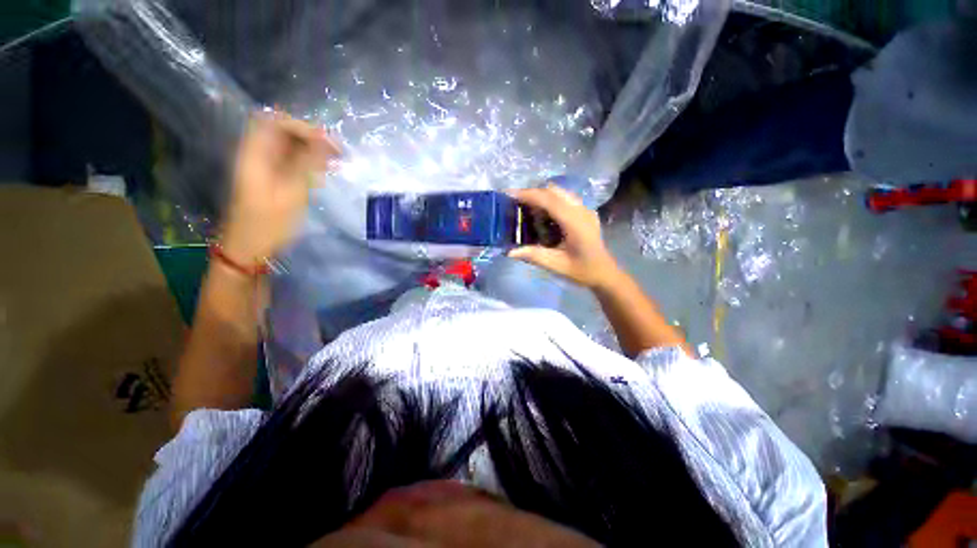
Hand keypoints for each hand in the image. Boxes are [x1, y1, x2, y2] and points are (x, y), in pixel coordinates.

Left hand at [221, 114, 339, 264]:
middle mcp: (257, 154)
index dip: (302, 126)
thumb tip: (325, 141)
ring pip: (289, 146)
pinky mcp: (272, 178)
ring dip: (312, 150)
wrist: (250, 248)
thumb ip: (306, 164)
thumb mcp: (291, 193)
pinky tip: (324, 172)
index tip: (328, 141)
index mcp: (255, 153)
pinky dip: (309, 162)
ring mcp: (264, 166)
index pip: (276, 121)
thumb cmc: (269, 223)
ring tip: (335, 162)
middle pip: (283, 131)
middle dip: (311, 137)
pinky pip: (291, 161)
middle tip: (337, 152)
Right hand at [508, 185, 620, 289]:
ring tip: (527, 210)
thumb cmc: (582, 271)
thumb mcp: (556, 266)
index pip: (549, 200)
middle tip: (515, 204)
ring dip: (541, 197)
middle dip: (533, 194)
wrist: (605, 273)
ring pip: (559, 193)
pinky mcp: (585, 212)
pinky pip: (564, 199)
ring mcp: (585, 209)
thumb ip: (533, 256)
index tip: (510, 194)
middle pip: (554, 191)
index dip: (529, 195)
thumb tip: (509, 251)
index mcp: (575, 222)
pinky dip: (550, 202)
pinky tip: (543, 216)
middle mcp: (581, 210)